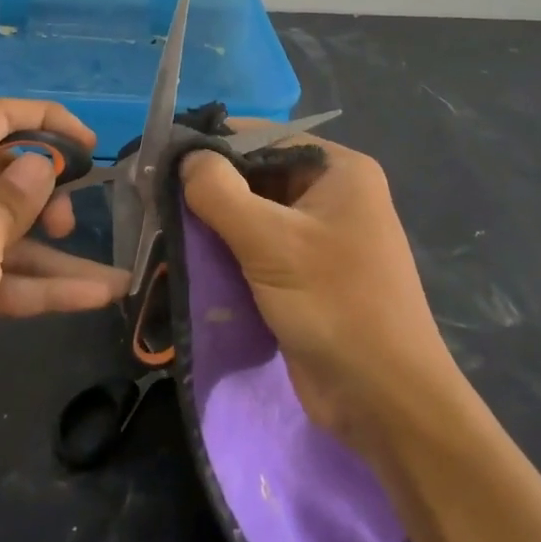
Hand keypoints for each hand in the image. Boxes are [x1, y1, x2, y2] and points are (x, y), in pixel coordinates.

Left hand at [0, 99, 129, 438]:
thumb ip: (16, 196)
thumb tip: (41, 164)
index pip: (0, 118)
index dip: (49, 121)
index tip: (92, 143)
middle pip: (9, 172)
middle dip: (49, 194)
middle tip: (70, 222)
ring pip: (14, 227)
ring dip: (58, 251)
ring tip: (112, 275)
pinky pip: (6, 269)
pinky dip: (45, 283)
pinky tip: (96, 295)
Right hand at [181, 132, 458, 455]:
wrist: (387, 404)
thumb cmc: (336, 307)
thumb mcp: (271, 242)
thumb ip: (219, 191)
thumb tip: (183, 156)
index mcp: (338, 170)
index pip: (263, 137)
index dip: (213, 144)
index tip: (161, 157)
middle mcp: (331, 193)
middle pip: (256, 173)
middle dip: (209, 185)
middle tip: (154, 193)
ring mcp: (319, 236)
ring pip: (252, 212)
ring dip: (212, 220)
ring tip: (162, 223)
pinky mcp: (305, 273)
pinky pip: (257, 246)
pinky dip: (225, 249)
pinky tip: (187, 253)